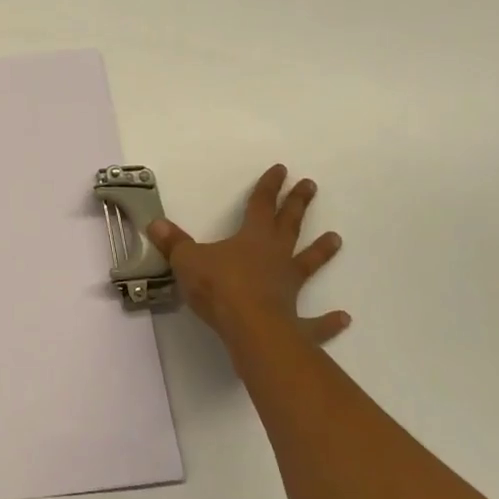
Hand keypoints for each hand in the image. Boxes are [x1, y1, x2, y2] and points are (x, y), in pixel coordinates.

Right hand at [147, 165, 349, 354]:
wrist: (250, 329)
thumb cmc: (220, 287)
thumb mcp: (187, 260)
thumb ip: (174, 243)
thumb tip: (155, 224)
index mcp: (252, 238)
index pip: (260, 205)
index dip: (269, 186)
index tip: (282, 169)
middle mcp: (276, 257)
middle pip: (288, 225)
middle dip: (297, 204)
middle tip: (310, 186)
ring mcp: (289, 288)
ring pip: (307, 264)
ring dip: (321, 252)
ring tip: (336, 239)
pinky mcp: (297, 322)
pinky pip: (316, 322)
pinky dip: (329, 321)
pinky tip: (344, 318)